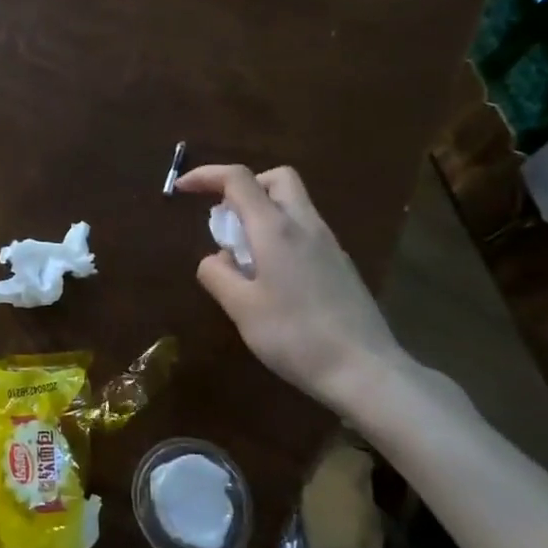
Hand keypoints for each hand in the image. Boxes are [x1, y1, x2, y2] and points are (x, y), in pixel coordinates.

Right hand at [176, 164, 410, 414]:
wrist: (365, 371)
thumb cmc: (295, 336)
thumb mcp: (241, 308)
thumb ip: (217, 275)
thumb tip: (214, 259)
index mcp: (276, 229)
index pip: (238, 180)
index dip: (206, 175)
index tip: (182, 189)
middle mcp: (305, 226)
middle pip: (277, 179)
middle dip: (245, 187)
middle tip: (226, 221)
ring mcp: (328, 244)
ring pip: (293, 205)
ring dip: (262, 214)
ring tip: (243, 258)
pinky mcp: (341, 266)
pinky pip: (304, 232)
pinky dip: (280, 236)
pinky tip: (272, 279)